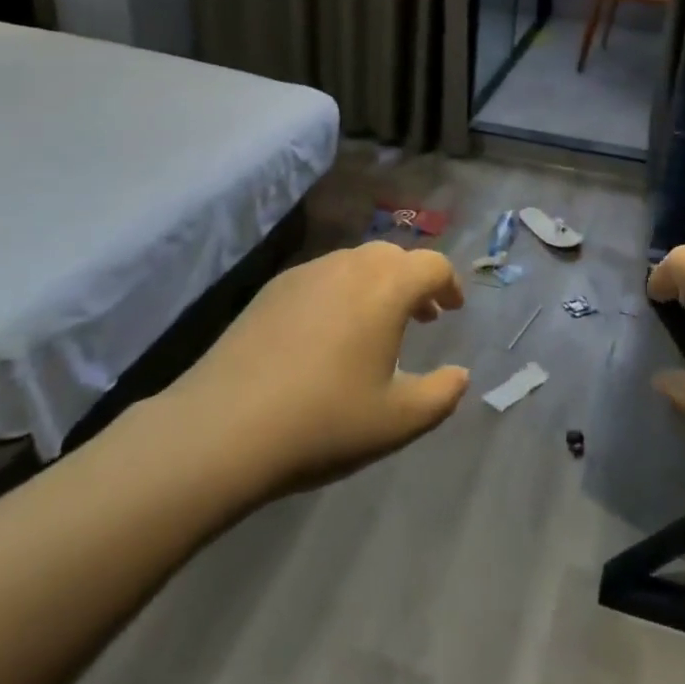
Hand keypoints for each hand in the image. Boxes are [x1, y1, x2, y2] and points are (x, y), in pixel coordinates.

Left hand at [175, 242, 470, 497]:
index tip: (452, 309)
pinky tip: (328, 334)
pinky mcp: (272, 289)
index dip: (449, 284)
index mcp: (386, 287)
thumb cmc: (324, 421)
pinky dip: (341, 292)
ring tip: (376, 326)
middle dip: (414, 281)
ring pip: (355, 263)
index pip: (432, 265)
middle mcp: (349, 266)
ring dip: (377, 285)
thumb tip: (460, 375)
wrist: (224, 427)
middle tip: (421, 317)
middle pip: (393, 256)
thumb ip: (441, 395)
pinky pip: (321, 277)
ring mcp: (306, 273)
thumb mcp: (398, 421)